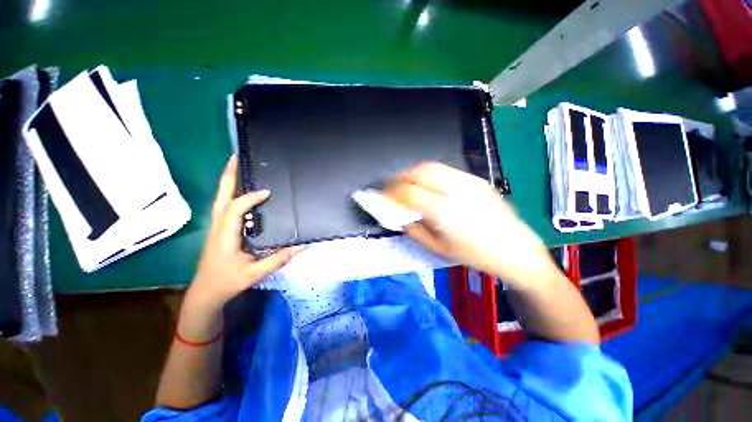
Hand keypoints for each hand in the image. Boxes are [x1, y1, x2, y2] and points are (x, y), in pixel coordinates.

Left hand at [189, 156, 302, 306]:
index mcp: (225, 234)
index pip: (235, 209)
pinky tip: (243, 194)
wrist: (206, 293)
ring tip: (239, 169)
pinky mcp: (220, 231)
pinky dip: (232, 196)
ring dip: (228, 183)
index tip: (268, 192)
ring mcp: (217, 228)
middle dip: (227, 176)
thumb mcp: (255, 272)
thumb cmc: (228, 282)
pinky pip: (225, 208)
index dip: (250, 198)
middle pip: (220, 196)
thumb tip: (302, 246)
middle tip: (236, 158)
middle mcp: (218, 226)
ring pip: (221, 200)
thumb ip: (279, 258)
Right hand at [384, 162, 557, 286]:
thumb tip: (400, 217)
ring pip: (432, 166)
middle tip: (391, 186)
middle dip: (400, 176)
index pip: (409, 192)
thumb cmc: (476, 255)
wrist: (515, 250)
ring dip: (413, 172)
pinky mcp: (476, 180)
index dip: (391, 192)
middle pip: (419, 172)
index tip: (382, 195)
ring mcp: (469, 182)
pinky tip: (427, 184)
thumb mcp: (438, 248)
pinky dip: (429, 173)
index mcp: (444, 211)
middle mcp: (456, 190)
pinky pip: (445, 170)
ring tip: (406, 182)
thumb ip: (415, 229)